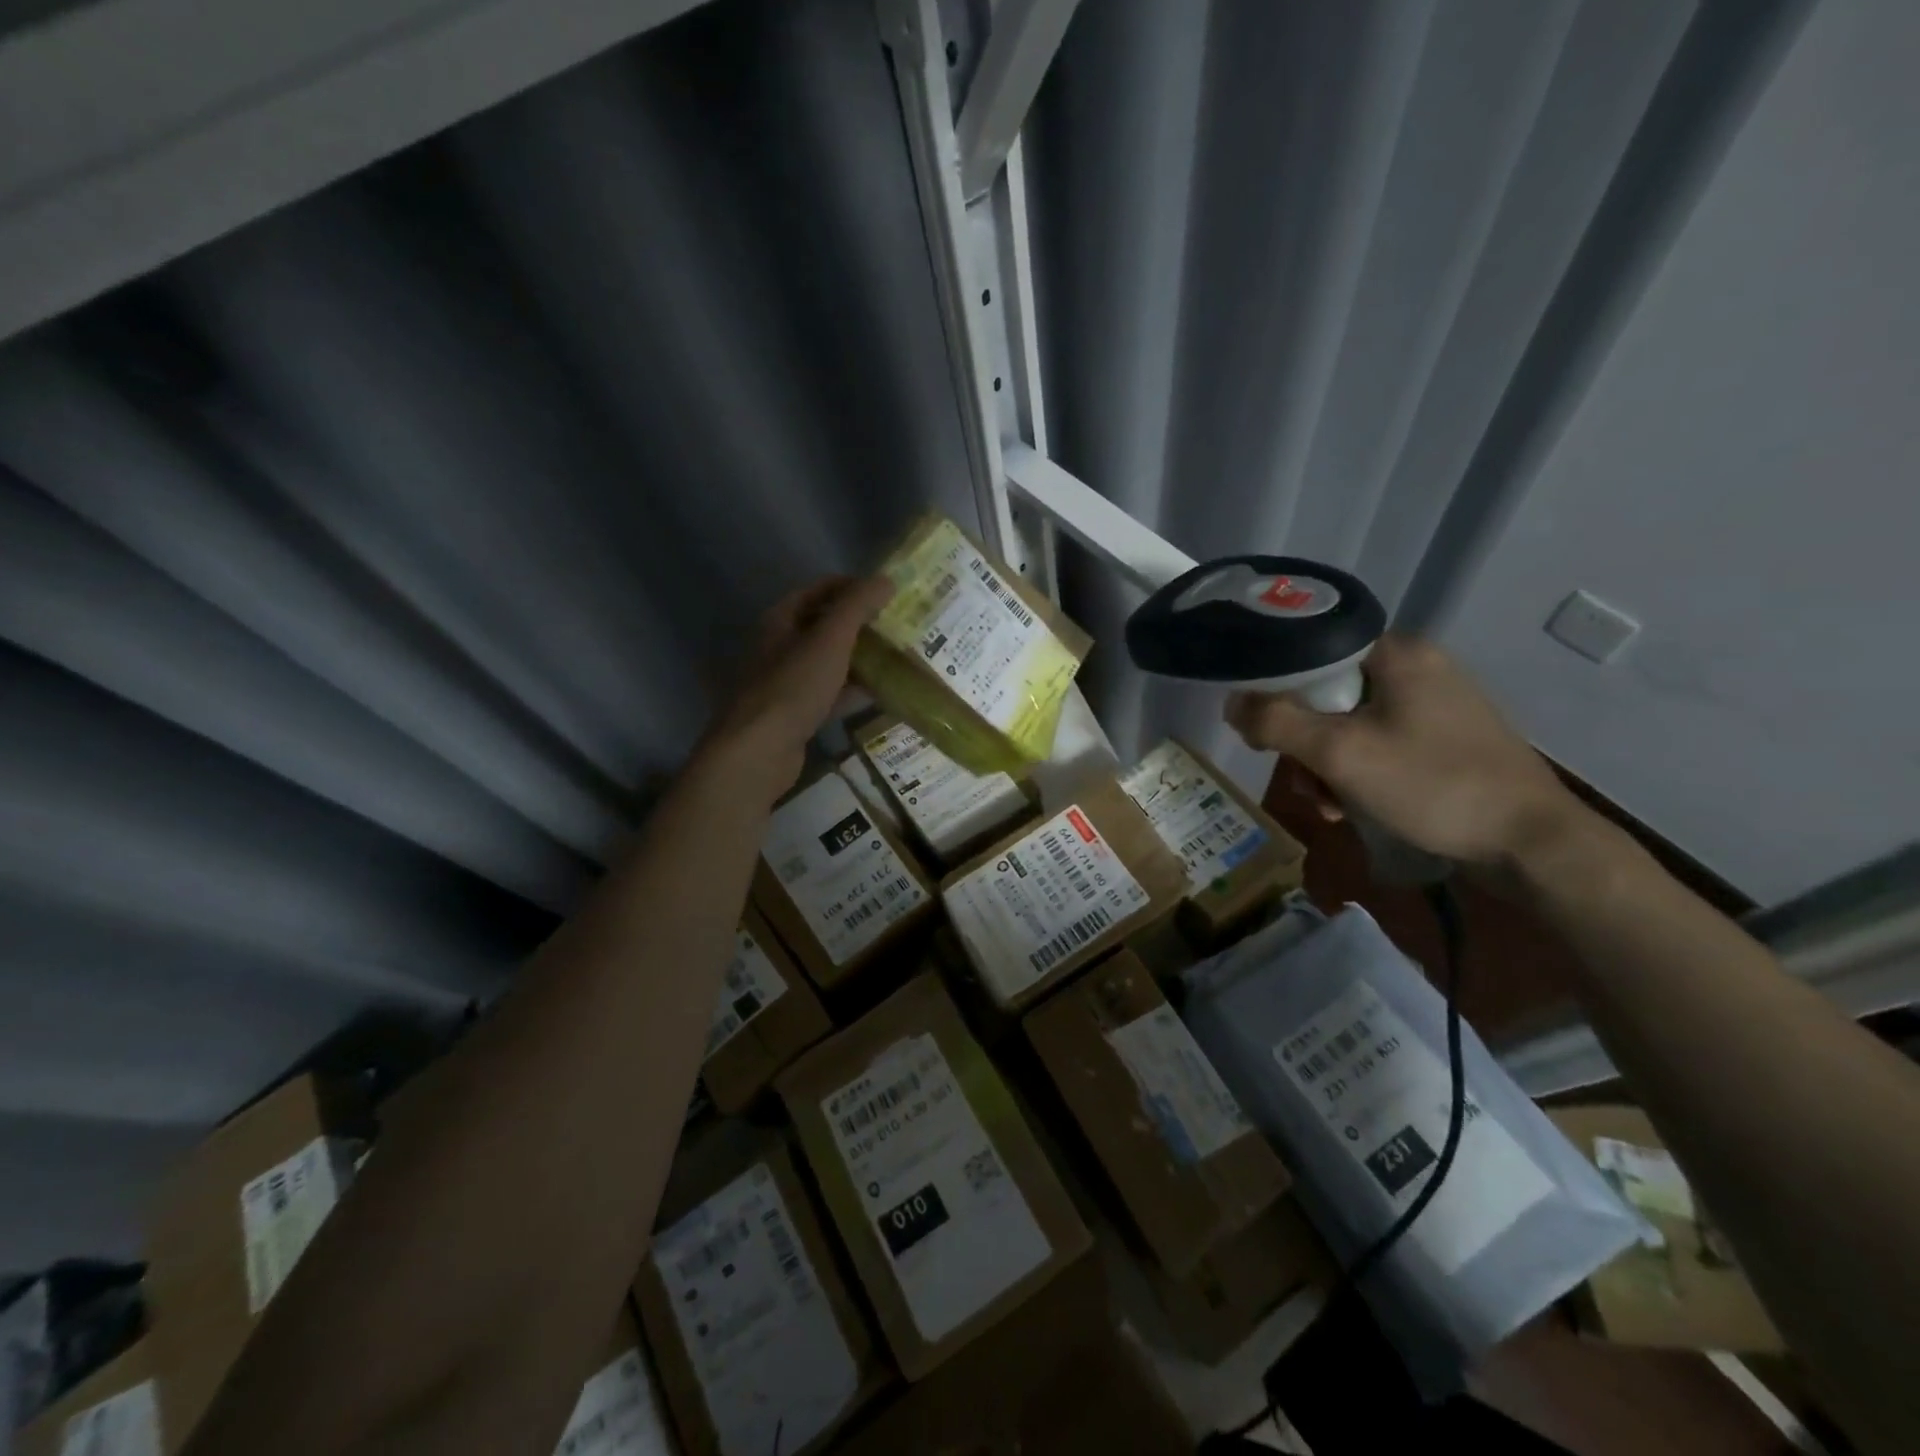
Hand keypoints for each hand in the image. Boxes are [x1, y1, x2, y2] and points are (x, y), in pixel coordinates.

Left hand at [703, 576, 892, 792]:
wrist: (760, 750)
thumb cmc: (793, 686)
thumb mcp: (830, 640)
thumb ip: (857, 606)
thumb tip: (886, 579)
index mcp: (780, 620)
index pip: (818, 590)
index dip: (852, 586)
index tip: (887, 592)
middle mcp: (779, 646)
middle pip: (824, 626)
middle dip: (860, 625)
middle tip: (897, 625)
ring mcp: (787, 682)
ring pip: (829, 662)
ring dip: (859, 659)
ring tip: (896, 657)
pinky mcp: (796, 713)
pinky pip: (830, 694)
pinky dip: (853, 691)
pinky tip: (881, 694)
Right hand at [1224, 635, 1586, 868]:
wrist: (1530, 844)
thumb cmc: (1432, 785)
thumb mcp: (1340, 753)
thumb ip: (1276, 722)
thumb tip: (1232, 702)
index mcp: (1397, 653)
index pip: (1311, 653)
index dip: (1276, 692)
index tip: (1265, 733)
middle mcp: (1417, 667)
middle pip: (1327, 694)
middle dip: (1305, 743)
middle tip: (1307, 783)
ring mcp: (1434, 704)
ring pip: (1349, 724)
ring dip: (1327, 766)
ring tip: (1332, 806)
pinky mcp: (1445, 738)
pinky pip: (1379, 743)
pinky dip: (1358, 773)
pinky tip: (1355, 807)